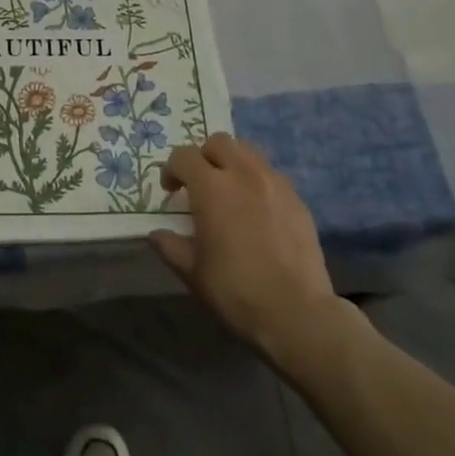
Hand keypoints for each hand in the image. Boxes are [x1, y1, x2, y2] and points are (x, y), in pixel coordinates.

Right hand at [150, 134, 348, 359]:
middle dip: (203, 156)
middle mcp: (244, 174)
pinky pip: (270, 175)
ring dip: (232, 163)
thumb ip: (169, 245)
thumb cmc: (235, 290)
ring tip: (229, 191)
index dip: (171, 170)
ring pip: (248, 152)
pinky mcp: (297, 199)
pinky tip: (256, 211)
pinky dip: (256, 181)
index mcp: (212, 187)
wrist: (296, 312)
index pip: (183, 156)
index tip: (171, 191)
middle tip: (199, 184)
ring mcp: (275, 183)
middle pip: (218, 142)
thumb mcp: (192, 271)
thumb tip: (157, 234)